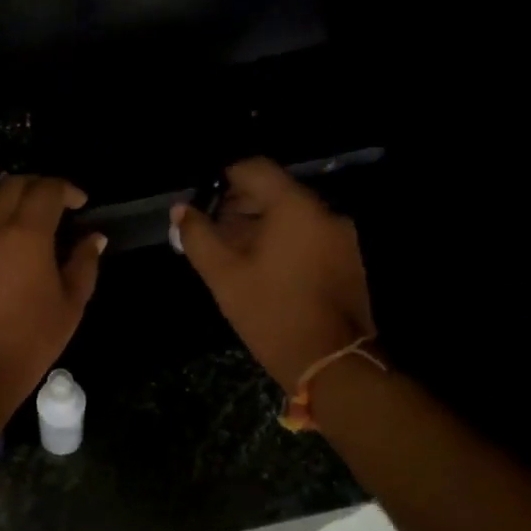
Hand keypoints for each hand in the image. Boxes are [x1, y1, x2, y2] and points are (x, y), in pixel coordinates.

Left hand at [0, 176, 104, 414]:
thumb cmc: (30, 341)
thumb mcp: (70, 305)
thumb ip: (84, 264)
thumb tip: (94, 237)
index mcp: (26, 234)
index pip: (46, 190)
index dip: (67, 189)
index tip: (82, 203)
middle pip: (13, 185)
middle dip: (39, 185)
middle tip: (61, 204)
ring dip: (15, 196)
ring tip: (37, 216)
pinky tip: (15, 237)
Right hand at [172, 158, 375, 391]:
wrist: (330, 362)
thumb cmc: (270, 312)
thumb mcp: (223, 275)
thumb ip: (198, 236)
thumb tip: (181, 209)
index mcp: (295, 208)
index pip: (255, 168)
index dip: (224, 178)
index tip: (204, 199)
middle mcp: (324, 212)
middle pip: (276, 191)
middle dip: (241, 205)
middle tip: (213, 230)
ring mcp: (342, 237)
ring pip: (293, 215)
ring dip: (262, 225)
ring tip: (234, 252)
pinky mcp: (349, 259)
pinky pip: (309, 235)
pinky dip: (284, 241)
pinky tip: (263, 268)